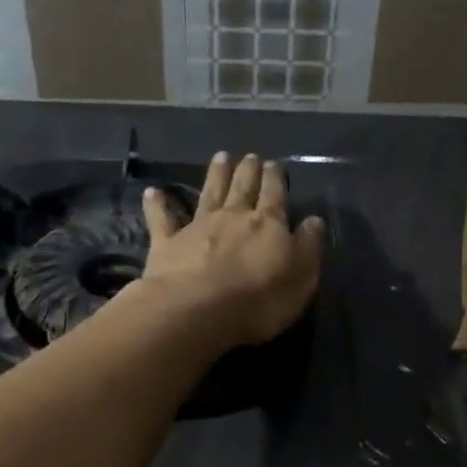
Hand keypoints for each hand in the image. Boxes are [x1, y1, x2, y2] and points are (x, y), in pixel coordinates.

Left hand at [139, 152, 324, 348]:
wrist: (198, 310)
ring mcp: (198, 227)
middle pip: (243, 187)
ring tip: (221, 157)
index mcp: (268, 224)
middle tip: (250, 156)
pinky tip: (152, 192)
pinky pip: (162, 219)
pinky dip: (157, 204)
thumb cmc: (259, 299)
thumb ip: (308, 247)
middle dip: (248, 170)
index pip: (274, 195)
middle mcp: (233, 217)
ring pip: (209, 193)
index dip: (275, 179)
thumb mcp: (301, 277)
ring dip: (216, 174)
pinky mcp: (167, 243)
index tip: (275, 164)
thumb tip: (314, 220)